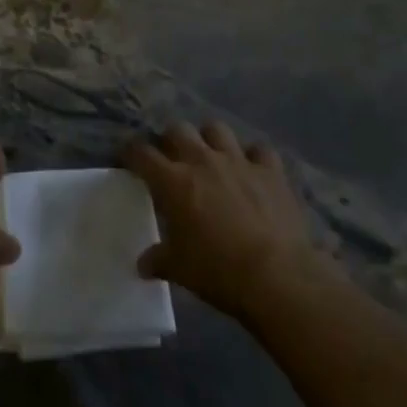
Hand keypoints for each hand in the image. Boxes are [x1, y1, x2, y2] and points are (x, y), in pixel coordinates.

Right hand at [126, 122, 336, 320]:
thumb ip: (158, 260)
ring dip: (210, 139)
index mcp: (173, 181)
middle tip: (173, 158)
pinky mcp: (270, 170)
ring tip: (211, 156)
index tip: (129, 158)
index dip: (131, 152)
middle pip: (178, 129)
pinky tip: (253, 170)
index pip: (141, 153)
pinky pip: (259, 150)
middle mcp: (202, 160)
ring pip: (216, 129)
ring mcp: (238, 161)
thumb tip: (142, 265)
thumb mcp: (180, 270)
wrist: (277, 277)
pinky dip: (254, 157)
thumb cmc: (219, 271)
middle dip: (171, 140)